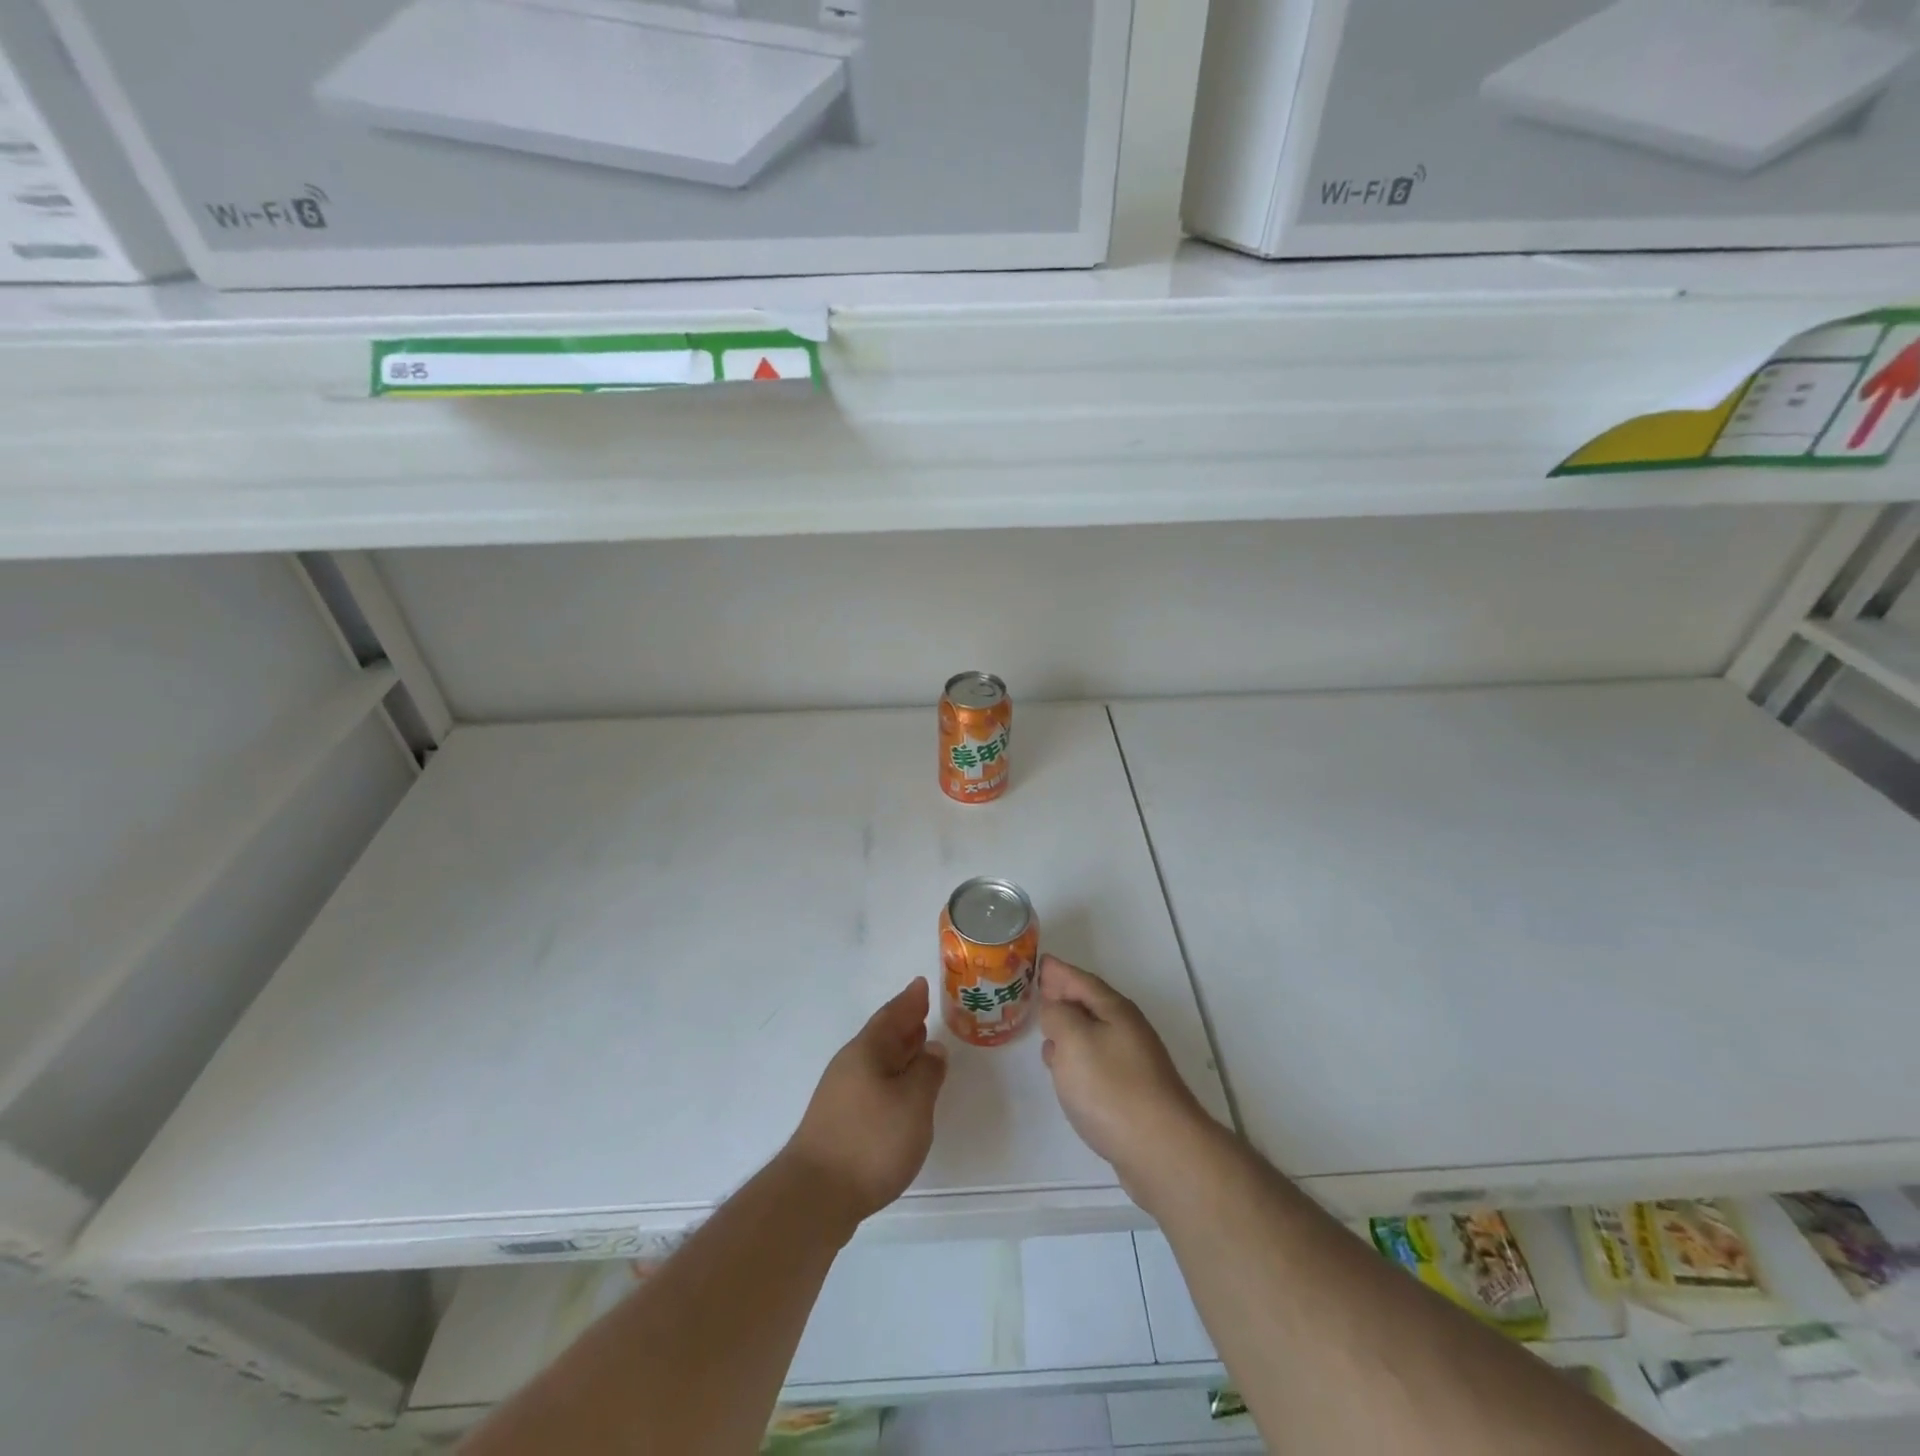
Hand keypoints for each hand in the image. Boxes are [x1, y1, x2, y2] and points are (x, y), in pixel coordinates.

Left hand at [783, 978, 947, 1232]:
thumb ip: (927, 1072)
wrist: (815, 1197)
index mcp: (867, 1051)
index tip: (921, 984)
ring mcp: (840, 1095)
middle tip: (922, 1010)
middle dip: (903, 1023)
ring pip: (875, 1061)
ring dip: (897, 1051)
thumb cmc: (871, 1141)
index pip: (892, 1016)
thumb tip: (932, 1050)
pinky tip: (899, 1093)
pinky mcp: (838, 1123)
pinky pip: (871, 1084)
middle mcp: (850, 1066)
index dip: (909, 1001)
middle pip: (881, 1036)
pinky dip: (890, 1077)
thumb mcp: (913, 1103)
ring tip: (918, 1047)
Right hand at [1038, 955, 1212, 1206]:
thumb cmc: (1111, 1088)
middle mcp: (1128, 1031)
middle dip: (1064, 997)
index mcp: (1115, 1011)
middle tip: (1039, 992)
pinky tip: (1065, 1073)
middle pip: (1090, 1005)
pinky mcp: (1131, 1094)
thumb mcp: (1074, 1040)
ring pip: (1093, 1035)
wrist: (1161, 1150)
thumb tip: (1055, 1008)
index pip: (1082, 981)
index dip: (1060, 972)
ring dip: (1069, 1029)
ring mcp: (1133, 1064)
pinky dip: (1077, 1058)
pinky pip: (1097, 1063)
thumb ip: (1057, 1015)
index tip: (1040, 962)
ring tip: (1046, 1031)